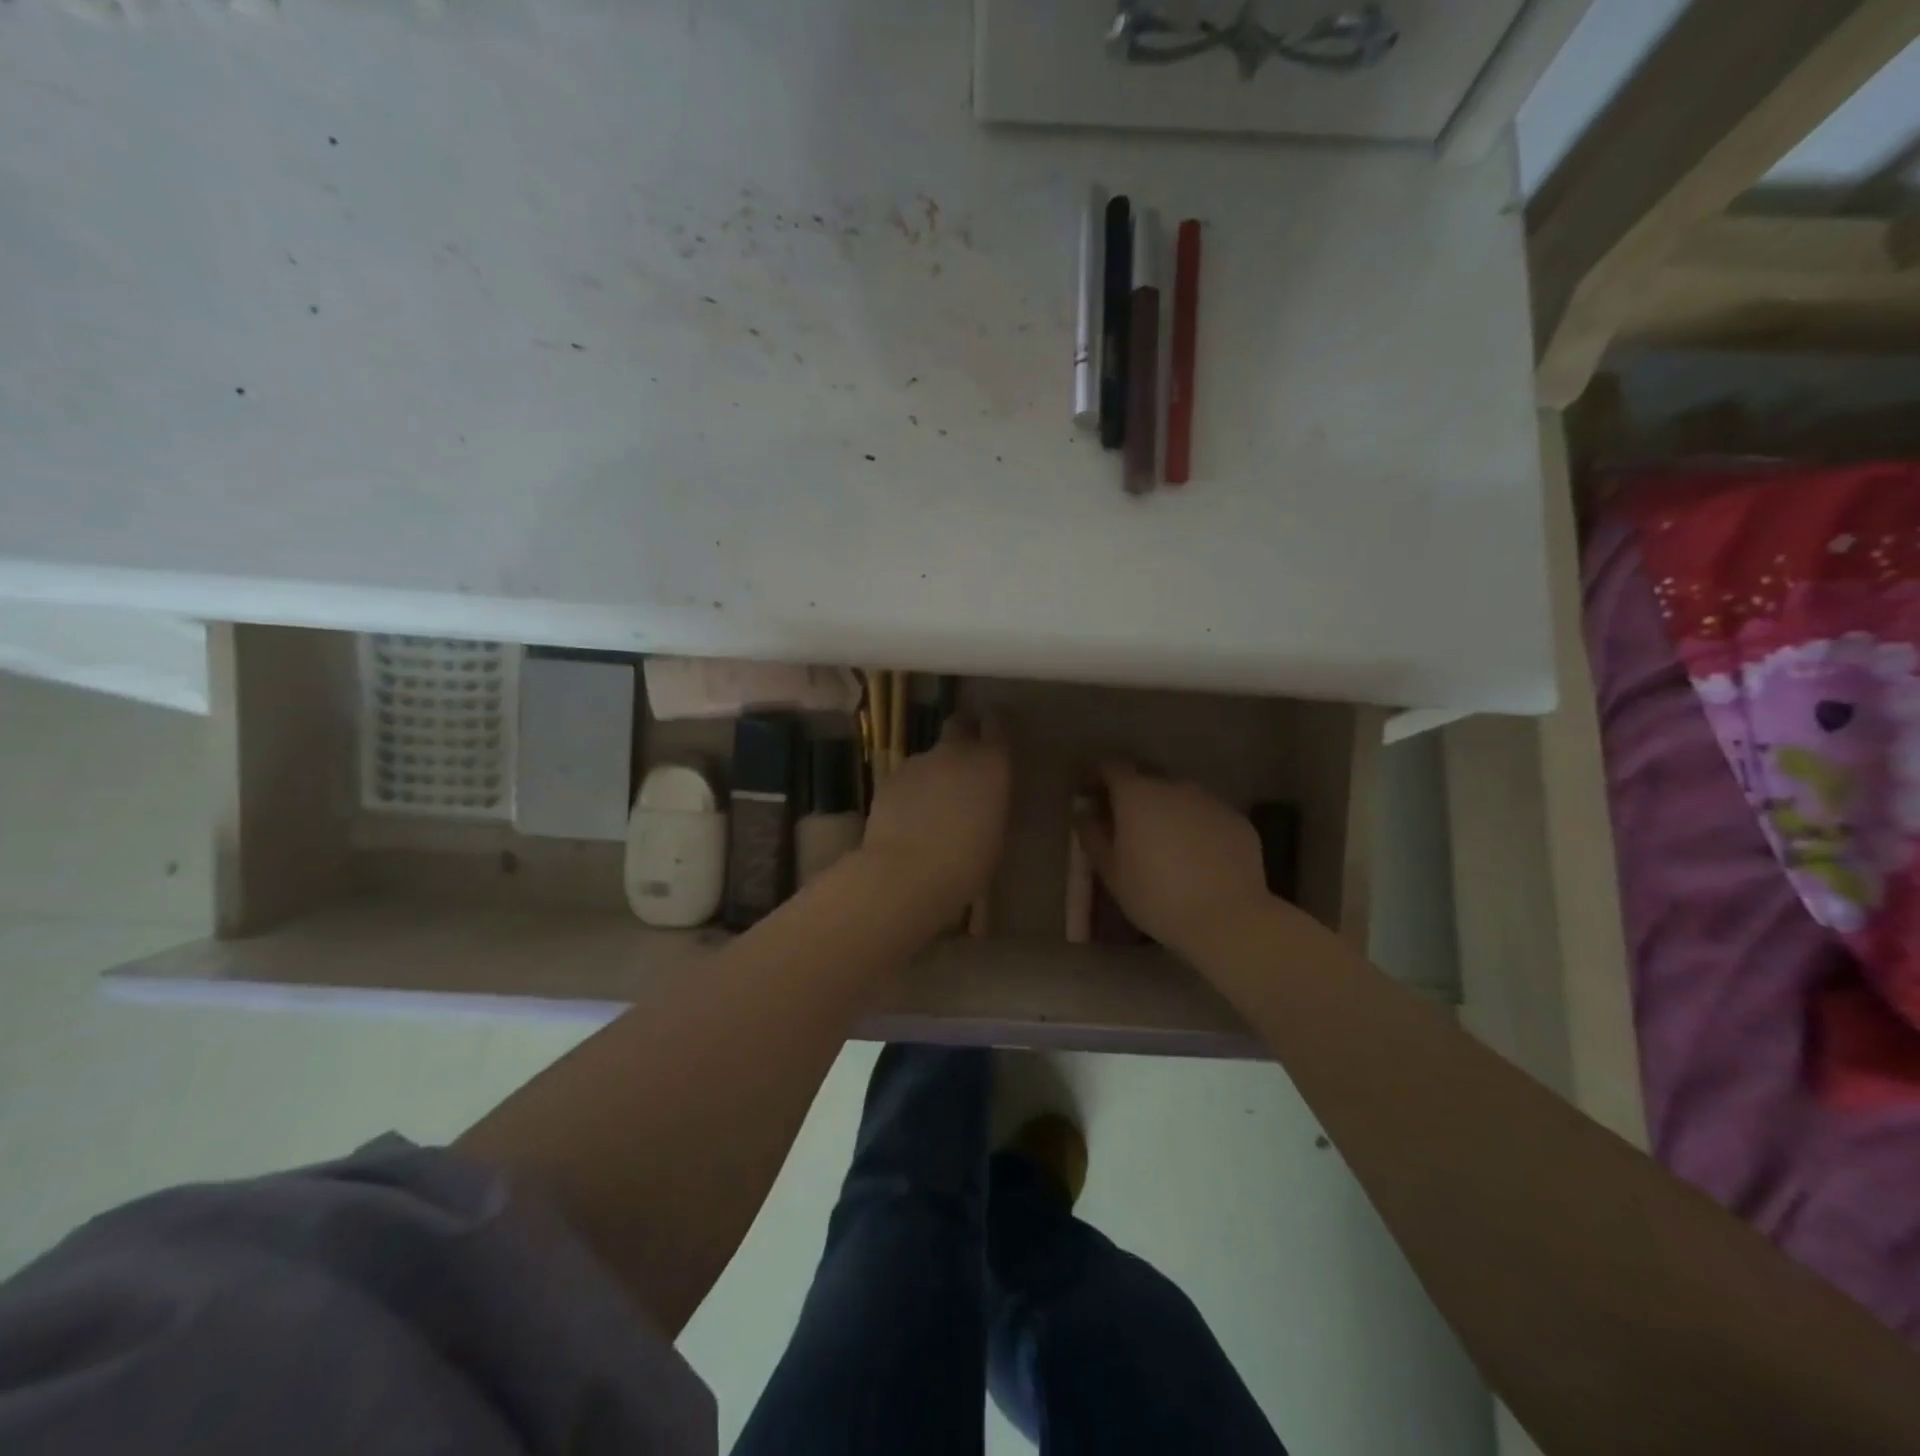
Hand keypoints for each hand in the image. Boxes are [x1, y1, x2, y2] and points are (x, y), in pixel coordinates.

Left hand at [859, 714, 1009, 914]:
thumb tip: (983, 800)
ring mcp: (918, 763)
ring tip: (931, 808)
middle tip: (964, 765)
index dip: (995, 727)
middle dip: (962, 736)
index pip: (997, 725)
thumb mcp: (996, 835)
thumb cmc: (967, 864)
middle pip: (958, 725)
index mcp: (991, 764)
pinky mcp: (888, 779)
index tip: (995, 737)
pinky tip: (907, 820)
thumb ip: (991, 804)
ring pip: (930, 758)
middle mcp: (955, 753)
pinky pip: (906, 779)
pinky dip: (909, 792)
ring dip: (933, 774)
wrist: (906, 875)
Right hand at [1076, 759, 1272, 957]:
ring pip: (1179, 795)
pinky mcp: (1236, 819)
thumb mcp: (1112, 873)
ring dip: (1166, 809)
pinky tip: (1196, 856)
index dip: (1096, 774)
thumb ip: (1093, 836)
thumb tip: (1085, 814)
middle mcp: (1174, 786)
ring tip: (1164, 842)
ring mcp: (1210, 800)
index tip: (1090, 792)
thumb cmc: (1156, 896)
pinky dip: (1194, 826)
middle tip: (1125, 821)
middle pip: (1147, 776)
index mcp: (1137, 795)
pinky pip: (1206, 814)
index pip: (1110, 766)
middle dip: (1132, 792)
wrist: (1228, 919)